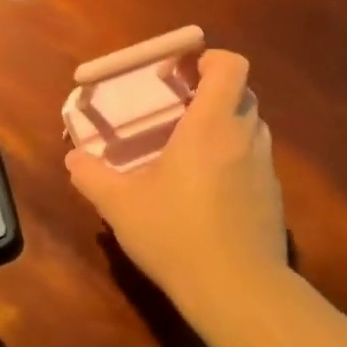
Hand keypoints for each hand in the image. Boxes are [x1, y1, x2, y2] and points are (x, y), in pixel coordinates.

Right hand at [65, 50, 285, 310]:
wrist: (236, 288)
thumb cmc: (175, 235)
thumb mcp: (120, 206)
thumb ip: (92, 177)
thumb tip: (74, 160)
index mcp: (210, 126)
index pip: (230, 66)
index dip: (209, 59)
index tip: (181, 72)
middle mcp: (245, 138)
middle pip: (242, 94)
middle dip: (213, 93)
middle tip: (179, 112)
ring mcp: (265, 168)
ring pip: (250, 129)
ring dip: (225, 128)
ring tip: (192, 153)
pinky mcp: (273, 197)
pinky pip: (254, 163)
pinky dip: (235, 162)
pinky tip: (209, 194)